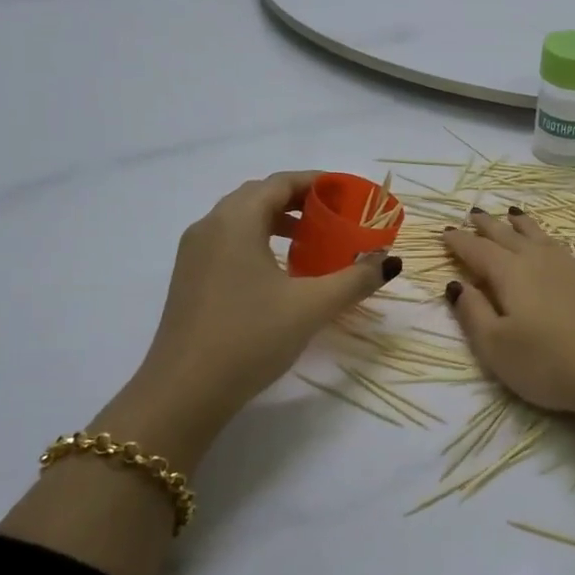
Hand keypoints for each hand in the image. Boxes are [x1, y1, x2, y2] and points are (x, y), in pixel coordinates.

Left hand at [100, 172, 399, 466]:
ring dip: (277, 221)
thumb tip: (390, 260)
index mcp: (235, 221)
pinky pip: (228, 242)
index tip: (347, 193)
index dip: (317, 182)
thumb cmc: (250, 338)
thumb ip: (355, 279)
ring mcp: (194, 254)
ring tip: (311, 242)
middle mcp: (209, 226)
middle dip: (299, 200)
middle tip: (334, 216)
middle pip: (259, 196)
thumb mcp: (311, 307)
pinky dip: (258, 241)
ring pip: (240, 220)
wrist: (184, 392)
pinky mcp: (189, 279)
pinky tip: (279, 272)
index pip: (280, 183)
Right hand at [442, 208, 574, 439]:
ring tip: (514, 212)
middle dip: (489, 225)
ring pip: (546, 237)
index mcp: (510, 274)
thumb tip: (456, 284)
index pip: (476, 251)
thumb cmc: (549, 364)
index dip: (458, 242)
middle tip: (474, 213)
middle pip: (508, 236)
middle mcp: (541, 260)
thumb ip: (472, 313)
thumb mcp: (496, 348)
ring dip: (527, 225)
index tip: (444, 232)